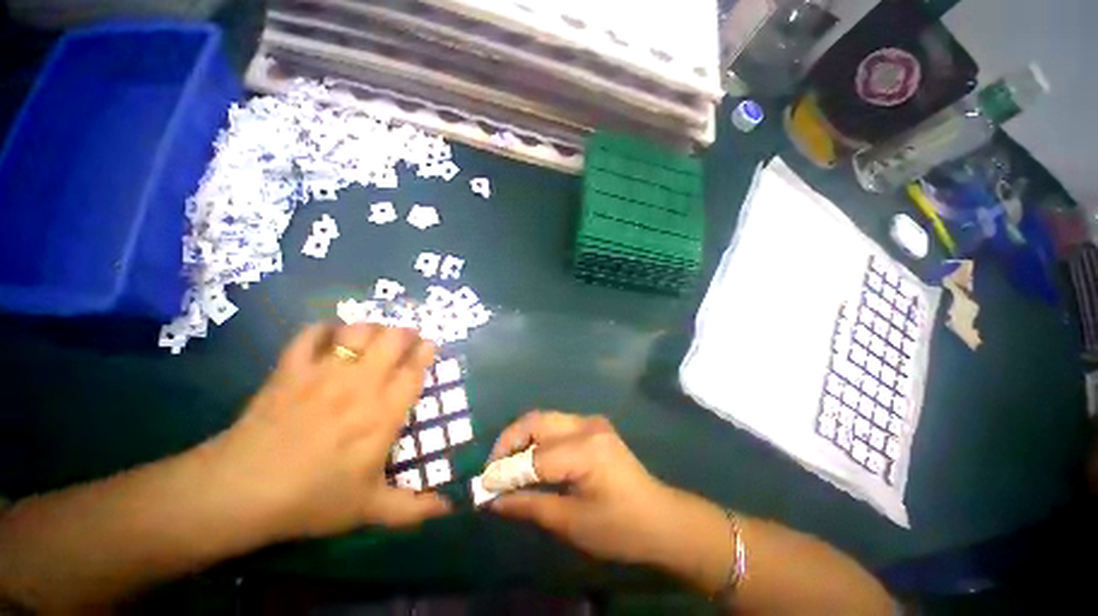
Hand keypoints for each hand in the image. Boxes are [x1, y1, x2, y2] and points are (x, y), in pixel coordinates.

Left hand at [207, 323, 449, 539]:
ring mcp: (323, 374)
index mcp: (383, 414)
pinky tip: (330, 336)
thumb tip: (450, 510)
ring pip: (357, 331)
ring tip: (373, 336)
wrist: (240, 492)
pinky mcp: (290, 370)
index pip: (414, 370)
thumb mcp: (367, 509)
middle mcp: (360, 385)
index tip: (430, 344)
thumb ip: (412, 508)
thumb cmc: (311, 499)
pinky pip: (310, 335)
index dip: (425, 352)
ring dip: (371, 328)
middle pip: (392, 340)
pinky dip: (323, 329)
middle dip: (405, 333)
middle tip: (406, 338)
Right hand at [487, 411, 697, 566]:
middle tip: (492, 468)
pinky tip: (531, 458)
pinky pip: (557, 425)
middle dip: (509, 441)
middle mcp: (587, 426)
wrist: (661, 519)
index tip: (483, 488)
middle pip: (536, 422)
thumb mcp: (572, 524)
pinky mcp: (594, 426)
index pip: (534, 458)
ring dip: (522, 438)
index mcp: (586, 450)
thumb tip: (493, 500)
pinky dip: (538, 438)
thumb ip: (530, 506)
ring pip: (545, 419)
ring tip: (507, 464)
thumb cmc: (620, 528)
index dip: (505, 473)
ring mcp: (592, 422)